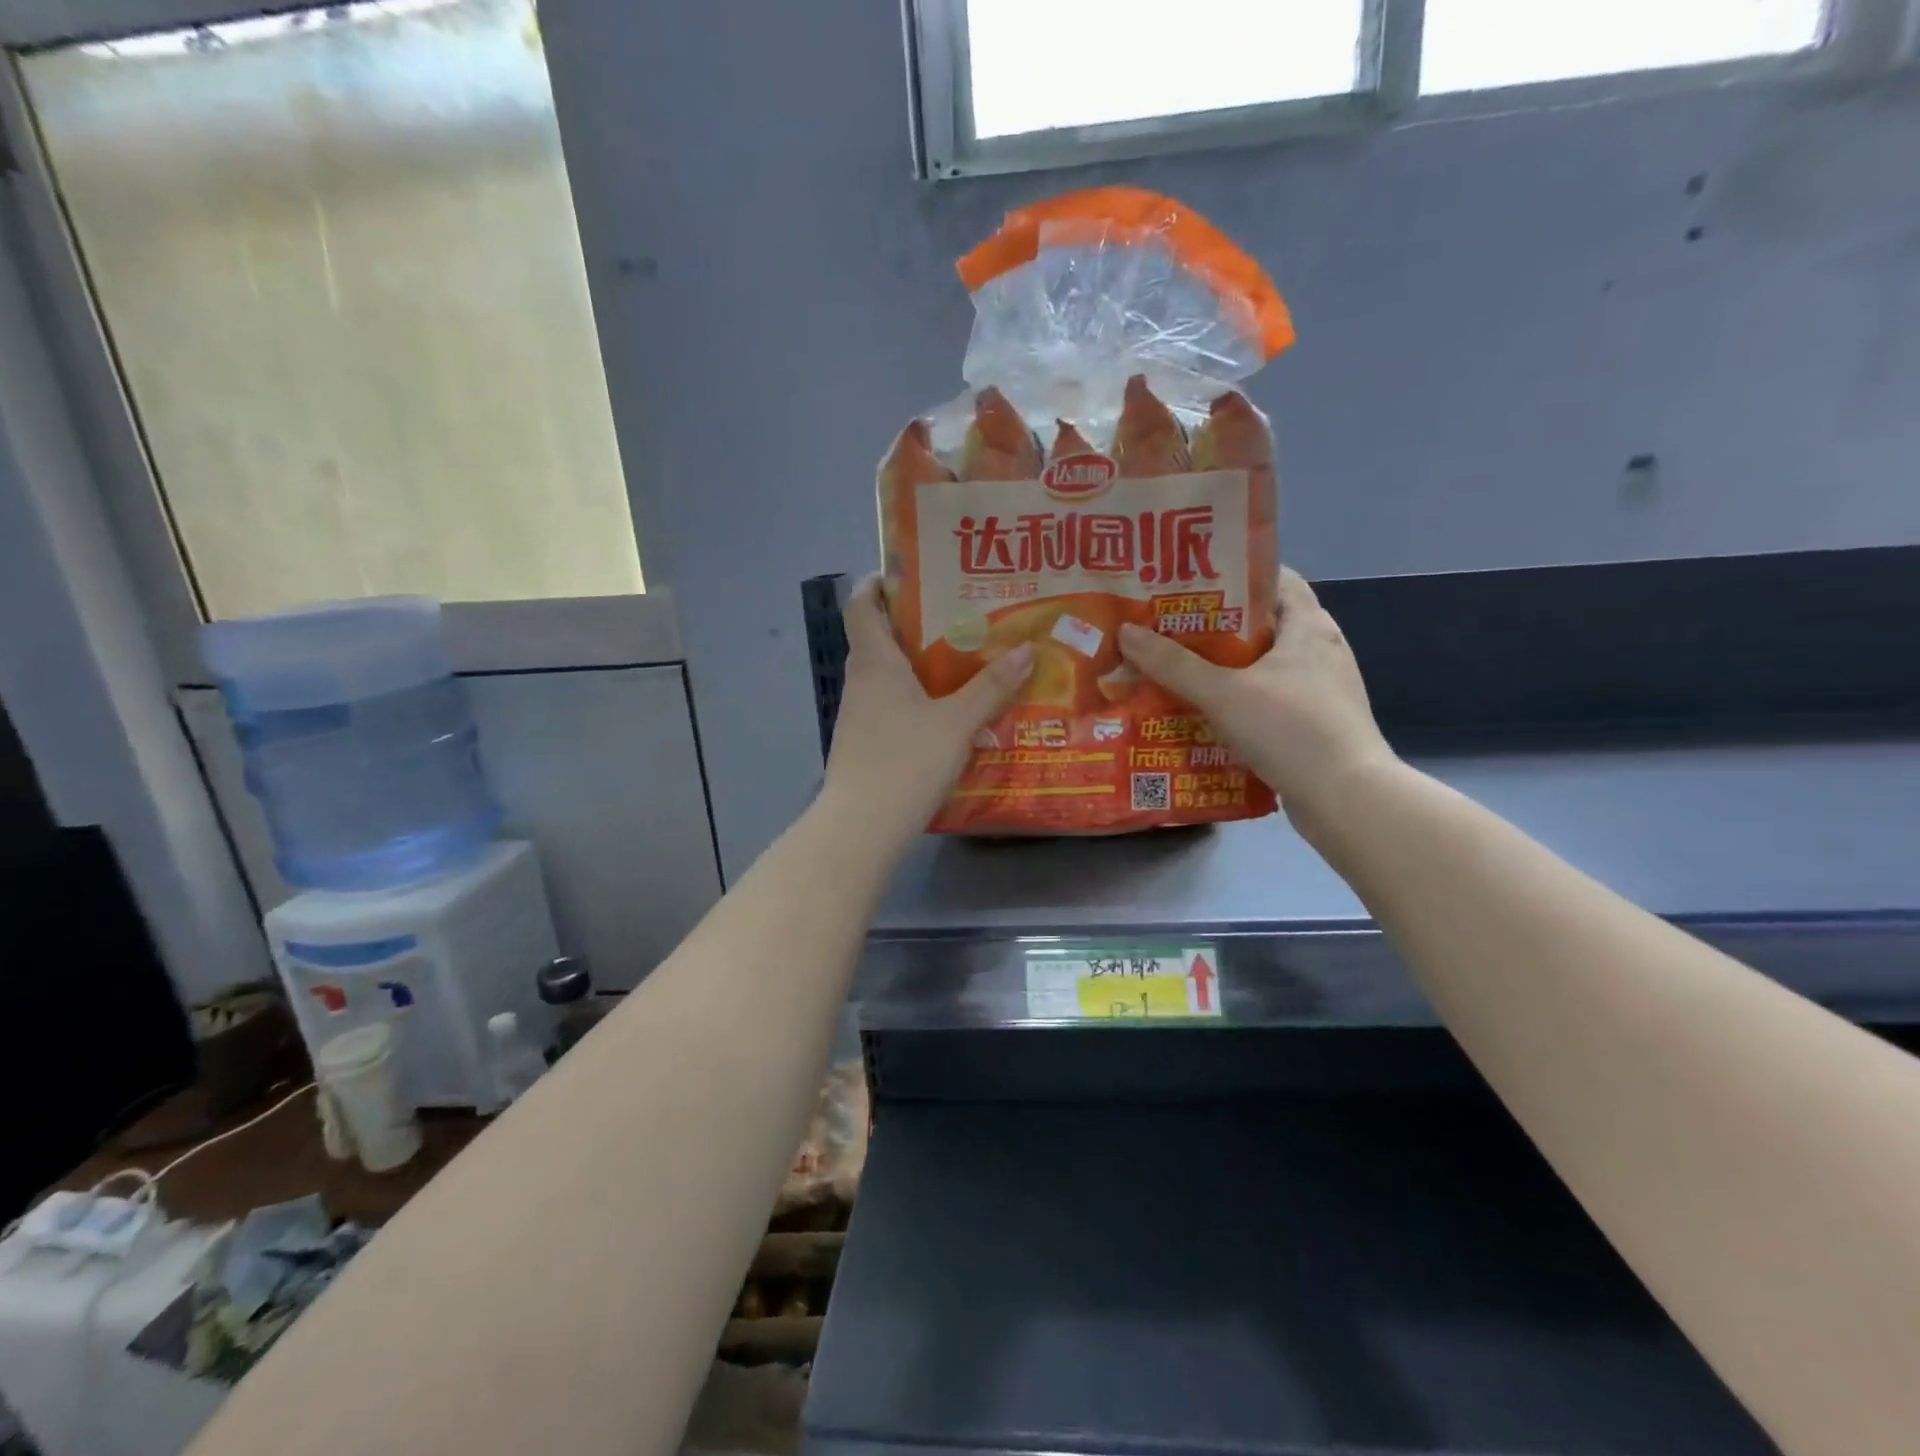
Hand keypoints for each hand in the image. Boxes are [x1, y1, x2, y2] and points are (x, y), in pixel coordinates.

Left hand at [822, 577, 1032, 850]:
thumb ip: (991, 687)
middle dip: (911, 623)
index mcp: (874, 662)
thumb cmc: (906, 761)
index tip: (907, 573)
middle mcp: (860, 681)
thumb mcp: (957, 723)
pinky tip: (945, 712)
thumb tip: (1027, 650)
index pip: (860, 605)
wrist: (863, 826)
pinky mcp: (864, 744)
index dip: (876, 583)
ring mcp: (859, 715)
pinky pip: (889, 706)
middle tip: (956, 616)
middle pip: (876, 637)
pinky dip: (913, 698)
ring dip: (915, 664)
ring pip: (885, 675)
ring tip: (961, 661)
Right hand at [1117, 568, 1396, 834]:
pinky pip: (1266, 700)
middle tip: (1165, 627)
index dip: (1232, 574)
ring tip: (1174, 670)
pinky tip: (1202, 713)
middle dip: (1213, 626)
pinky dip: (1235, 702)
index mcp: (1309, 626)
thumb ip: (1173, 665)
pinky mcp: (1313, 724)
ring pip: (1261, 667)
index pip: (1274, 578)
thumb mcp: (1223, 693)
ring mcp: (1320, 690)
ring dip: (1222, 668)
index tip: (1188, 582)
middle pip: (1260, 624)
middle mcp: (1320, 651)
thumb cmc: (1290, 729)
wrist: (1347, 799)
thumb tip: (1126, 632)